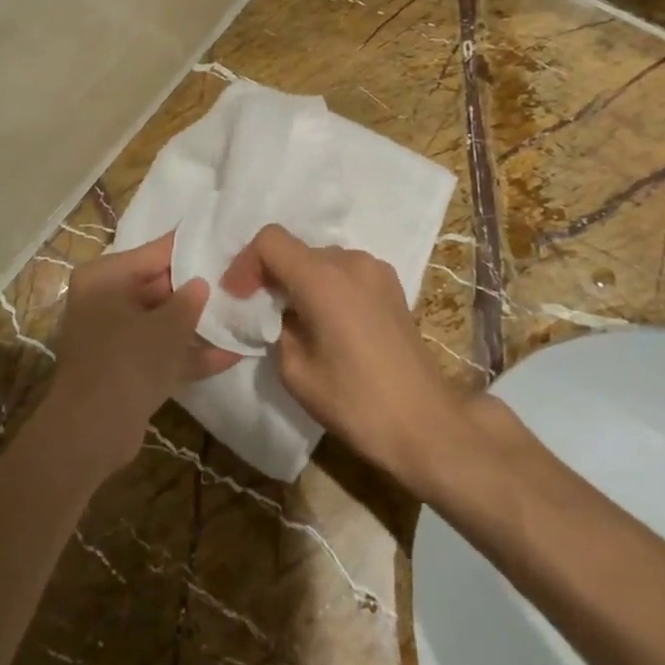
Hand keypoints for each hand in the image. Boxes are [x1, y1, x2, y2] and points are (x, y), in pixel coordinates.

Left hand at [46, 232, 238, 472]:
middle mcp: (104, 299)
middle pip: (158, 286)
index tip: (223, 242)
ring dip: (195, 324)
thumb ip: (189, 300)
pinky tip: (230, 354)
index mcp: (104, 276)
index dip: (190, 248)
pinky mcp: (123, 367)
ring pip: (160, 321)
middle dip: (195, 290)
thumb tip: (201, 284)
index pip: (155, 253)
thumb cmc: (128, 362)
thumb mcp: (167, 326)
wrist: (92, 433)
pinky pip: (159, 350)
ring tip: (240, 315)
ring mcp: (112, 336)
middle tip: (237, 281)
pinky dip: (187, 353)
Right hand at [221, 224, 462, 482]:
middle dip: (272, 275)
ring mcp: (376, 270)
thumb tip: (279, 313)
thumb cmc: (355, 402)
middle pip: (296, 250)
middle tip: (261, 312)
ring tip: (296, 321)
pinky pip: (346, 272)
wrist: (425, 423)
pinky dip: (327, 287)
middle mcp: (350, 261)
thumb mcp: (295, 371)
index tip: (239, 297)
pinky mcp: (391, 285)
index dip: (246, 263)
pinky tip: (329, 323)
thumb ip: (276, 328)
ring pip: (321, 260)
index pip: (271, 241)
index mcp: (322, 278)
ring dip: (301, 281)